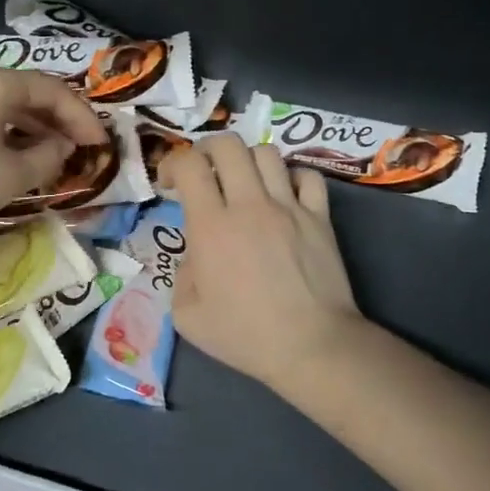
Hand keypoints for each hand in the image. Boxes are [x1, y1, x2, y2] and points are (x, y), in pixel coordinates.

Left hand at [0, 63, 107, 249]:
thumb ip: (48, 156)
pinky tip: (12, 154)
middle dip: (56, 120)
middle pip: (24, 91)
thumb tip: (61, 146)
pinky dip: (1, 129)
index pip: (51, 90)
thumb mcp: (11, 176)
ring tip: (50, 156)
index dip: (81, 117)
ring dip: (29, 126)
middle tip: (79, 149)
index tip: (100, 145)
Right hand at [164, 134, 363, 392]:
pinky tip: (284, 196)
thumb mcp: (187, 316)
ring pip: (267, 153)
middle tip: (203, 173)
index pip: (189, 165)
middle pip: (228, 145)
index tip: (169, 185)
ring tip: (244, 183)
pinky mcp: (320, 217)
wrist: (310, 345)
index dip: (172, 164)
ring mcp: (289, 207)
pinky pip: (307, 175)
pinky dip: (291, 177)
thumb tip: (195, 257)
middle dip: (207, 150)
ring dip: (247, 161)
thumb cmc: (244, 335)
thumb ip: (181, 276)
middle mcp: (249, 205)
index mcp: (211, 226)